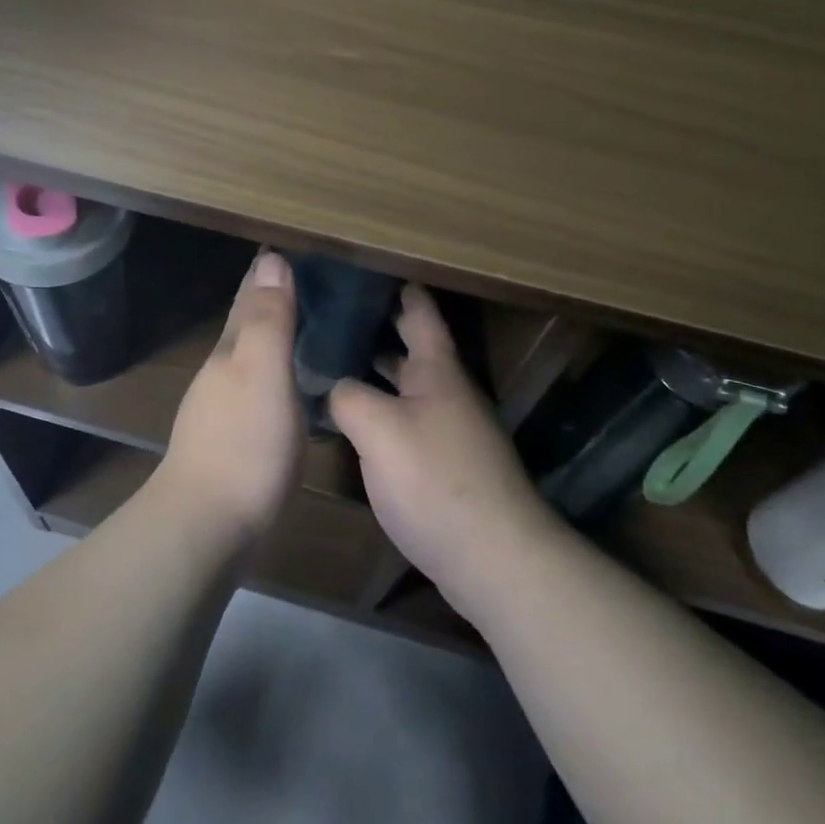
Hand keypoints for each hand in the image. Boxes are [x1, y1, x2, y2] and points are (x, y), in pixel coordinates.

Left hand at [157, 251, 304, 543]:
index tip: (291, 248)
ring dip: (273, 337)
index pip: (249, 297)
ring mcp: (223, 408)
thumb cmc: (243, 442)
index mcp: (231, 350)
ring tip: (306, 325)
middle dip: (270, 299)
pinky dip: (276, 374)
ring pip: (251, 357)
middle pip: (247, 324)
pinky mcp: (234, 441)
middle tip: (308, 280)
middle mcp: (223, 372)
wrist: (208, 524)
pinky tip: (292, 386)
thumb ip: (267, 319)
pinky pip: (259, 390)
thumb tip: (271, 258)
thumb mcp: (262, 371)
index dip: (267, 271)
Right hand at [330, 286, 559, 623]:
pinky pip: (406, 420)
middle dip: (376, 326)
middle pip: (410, 346)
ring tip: (330, 359)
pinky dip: (379, 408)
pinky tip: (351, 419)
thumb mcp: (378, 429)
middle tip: (331, 312)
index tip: (367, 266)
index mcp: (437, 370)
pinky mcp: (445, 463)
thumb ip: (346, 396)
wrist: (494, 557)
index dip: (397, 286)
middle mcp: (447, 391)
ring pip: (405, 386)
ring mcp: (449, 429)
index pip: (419, 310)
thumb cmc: (435, 479)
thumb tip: (330, 385)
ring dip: (374, 371)